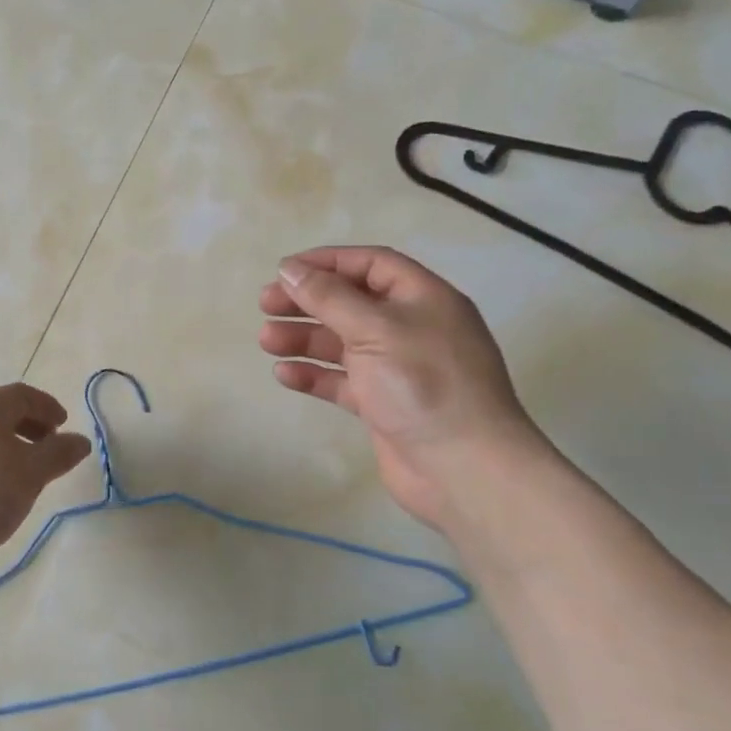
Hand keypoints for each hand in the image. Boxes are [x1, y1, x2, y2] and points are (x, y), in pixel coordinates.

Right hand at [259, 246, 550, 531]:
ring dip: (304, 337)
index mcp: (422, 299)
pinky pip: (342, 380)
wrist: (465, 469)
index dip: (327, 262)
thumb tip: (289, 270)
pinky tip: (284, 374)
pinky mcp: (383, 403)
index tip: (284, 271)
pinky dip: (314, 374)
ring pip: (341, 342)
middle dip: (307, 301)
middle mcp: (411, 328)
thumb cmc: (424, 385)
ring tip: (266, 341)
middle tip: (265, 305)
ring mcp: (397, 368)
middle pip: (351, 302)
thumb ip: (329, 298)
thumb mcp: (375, 330)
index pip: (371, 264)